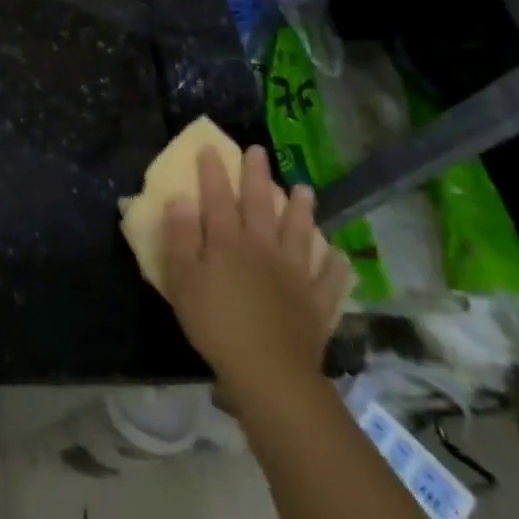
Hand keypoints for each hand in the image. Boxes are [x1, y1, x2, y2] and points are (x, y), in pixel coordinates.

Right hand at [161, 145, 351, 408]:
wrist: (268, 371)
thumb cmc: (215, 323)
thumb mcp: (182, 279)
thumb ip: (181, 237)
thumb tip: (180, 198)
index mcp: (228, 242)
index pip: (218, 198)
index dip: (213, 172)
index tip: (211, 147)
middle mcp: (263, 248)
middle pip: (260, 205)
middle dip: (257, 176)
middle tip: (259, 151)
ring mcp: (294, 274)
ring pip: (299, 233)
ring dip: (302, 210)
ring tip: (304, 189)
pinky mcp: (316, 302)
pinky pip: (329, 280)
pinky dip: (334, 266)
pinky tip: (338, 255)